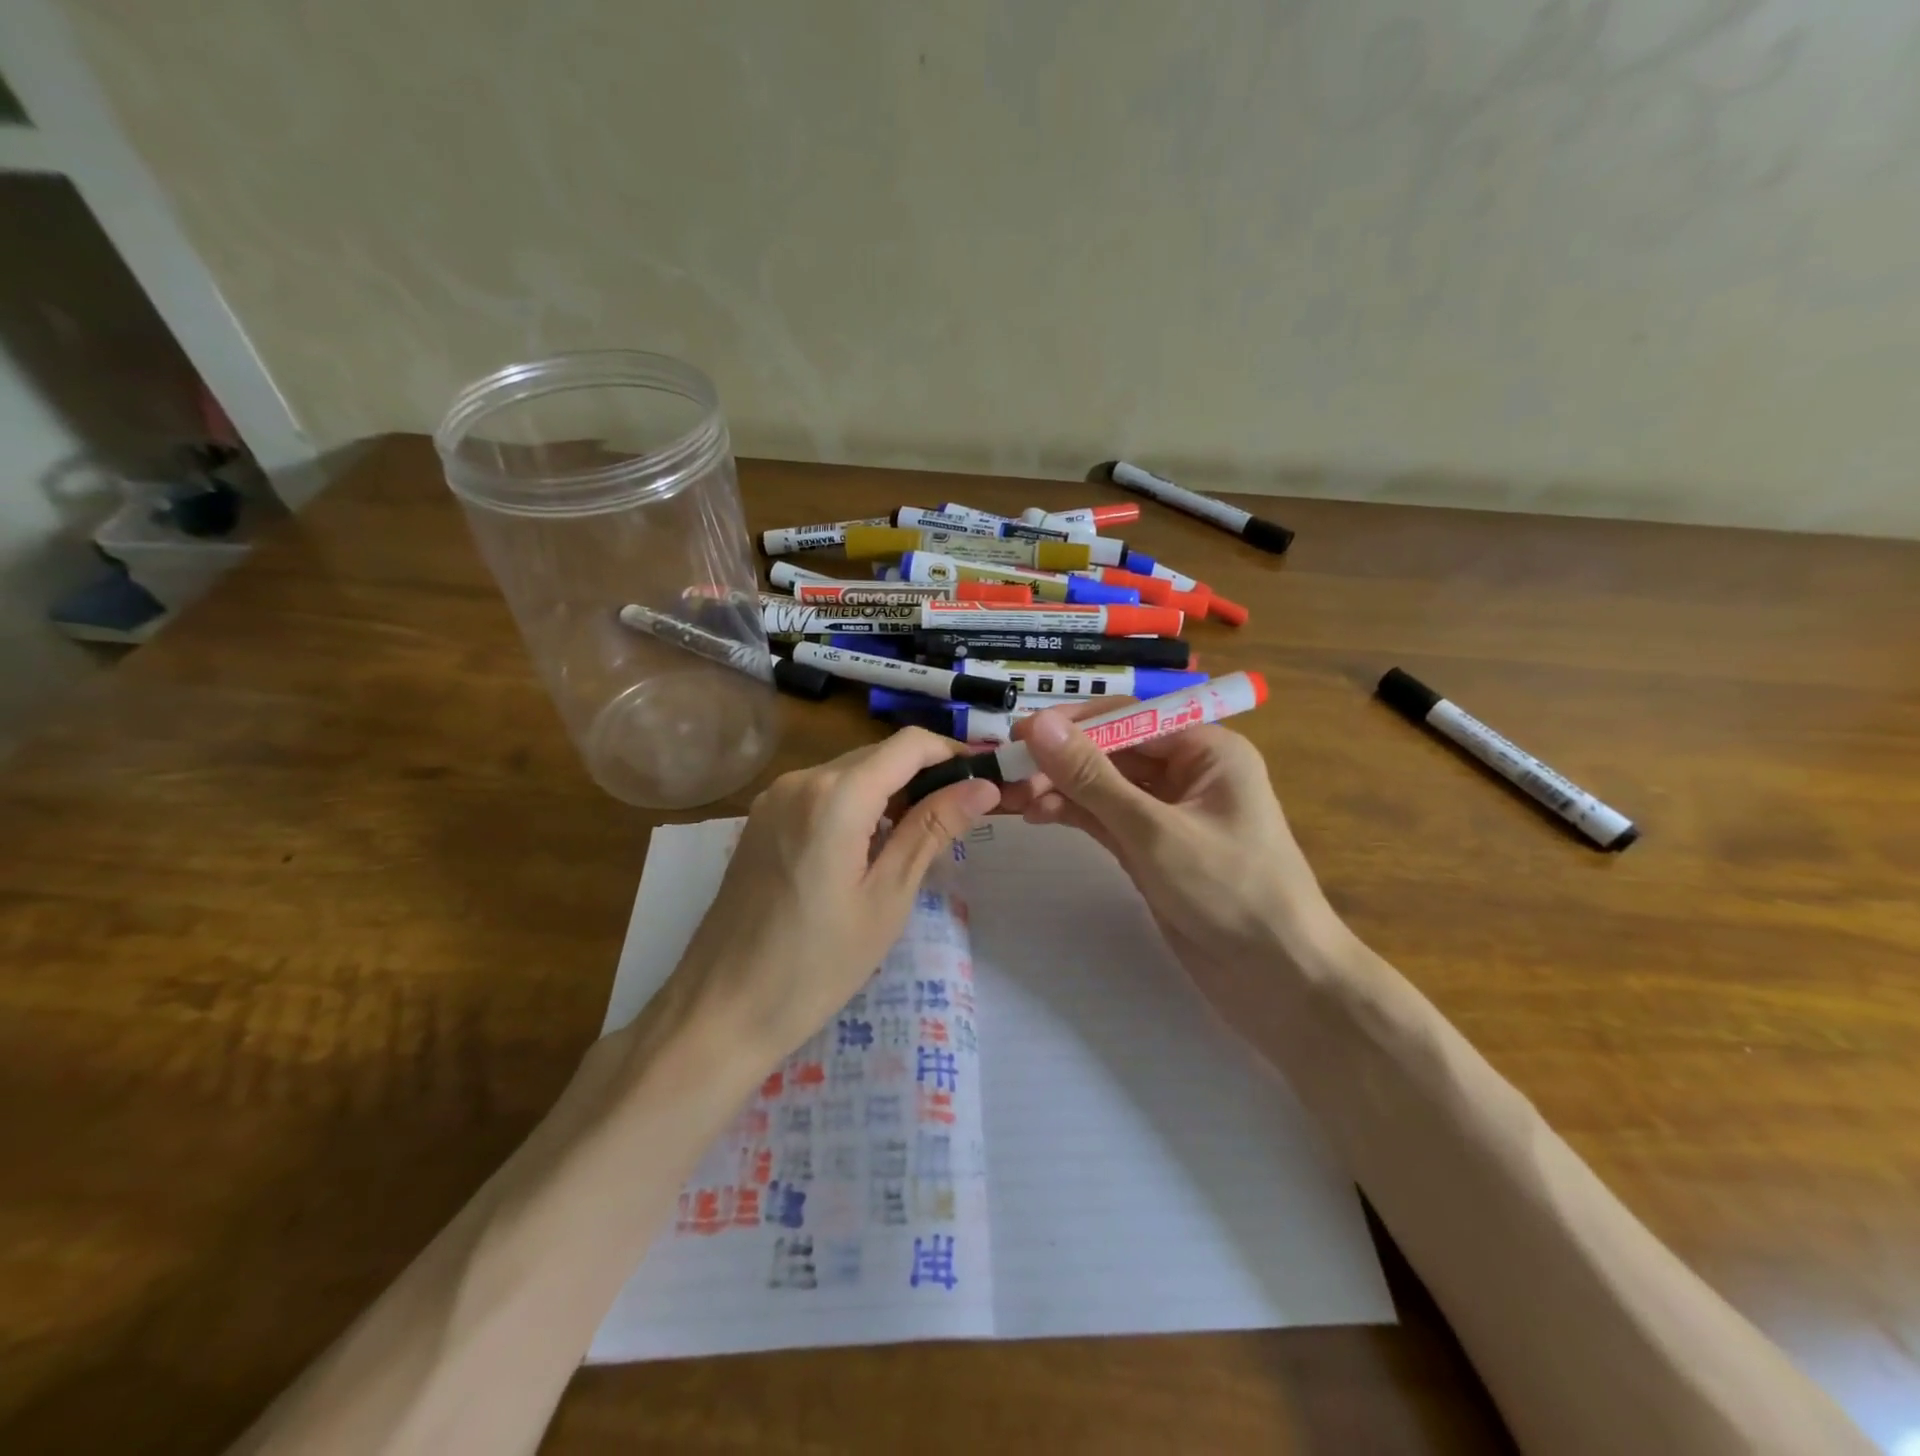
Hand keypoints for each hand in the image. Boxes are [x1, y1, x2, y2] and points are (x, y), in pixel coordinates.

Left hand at [664, 728, 1000, 1067]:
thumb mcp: (886, 898)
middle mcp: (800, 780)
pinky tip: (872, 845)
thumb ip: (932, 830)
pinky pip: (822, 793)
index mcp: (835, 796)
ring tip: (925, 834)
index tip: (986, 780)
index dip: (954, 753)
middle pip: (879, 755)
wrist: (721, 1010)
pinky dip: (858, 804)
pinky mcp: (762, 819)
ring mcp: (775, 798)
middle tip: (965, 814)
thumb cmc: (815, 965)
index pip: (909, 744)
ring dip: (892, 790)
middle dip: (927, 774)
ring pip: (851, 773)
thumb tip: (983, 787)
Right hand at [1002, 703, 1352, 1019]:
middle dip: (1062, 761)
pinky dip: (1075, 814)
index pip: (1129, 718)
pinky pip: (1107, 818)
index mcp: (1207, 750)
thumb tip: (1039, 725)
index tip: (1019, 735)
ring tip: (1014, 800)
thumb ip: (1092, 777)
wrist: (1279, 981)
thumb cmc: (1228, 892)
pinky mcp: (1154, 849)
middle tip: (1008, 774)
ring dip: (1061, 789)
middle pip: (1113, 751)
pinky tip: (1039, 815)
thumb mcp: (1153, 831)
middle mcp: (1189, 772)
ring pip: (1104, 786)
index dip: (1073, 724)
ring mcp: (1169, 813)